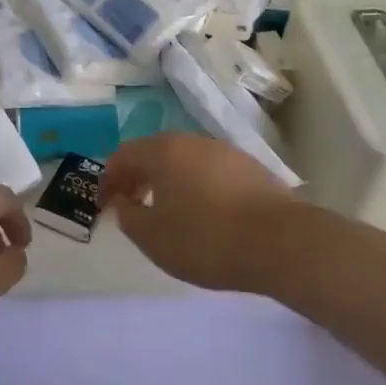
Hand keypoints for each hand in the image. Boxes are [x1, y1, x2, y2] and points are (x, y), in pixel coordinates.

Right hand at [100, 133, 295, 292]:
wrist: (282, 243)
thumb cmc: (206, 239)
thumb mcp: (153, 238)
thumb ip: (128, 217)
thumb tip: (122, 203)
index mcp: (162, 151)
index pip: (122, 156)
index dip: (108, 180)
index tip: (103, 205)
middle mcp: (191, 141)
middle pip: (154, 152)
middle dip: (137, 177)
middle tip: (131, 204)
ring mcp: (225, 151)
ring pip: (184, 160)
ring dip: (168, 181)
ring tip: (167, 211)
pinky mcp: (251, 168)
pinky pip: (209, 171)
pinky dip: (195, 186)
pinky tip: (203, 213)